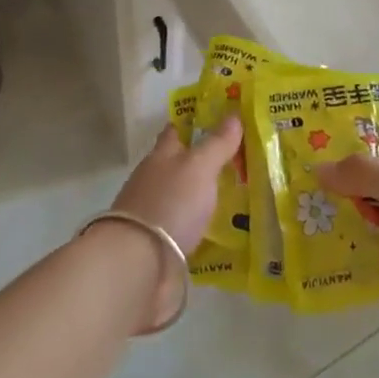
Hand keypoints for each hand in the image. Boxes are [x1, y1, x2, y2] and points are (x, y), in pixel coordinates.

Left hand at [110, 116, 244, 254]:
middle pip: (180, 165)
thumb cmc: (170, 202)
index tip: (217, 120)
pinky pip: (187, 228)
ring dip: (204, 196)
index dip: (193, 123)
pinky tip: (223, 230)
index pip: (175, 131)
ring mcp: (156, 214)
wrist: (139, 263)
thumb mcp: (199, 166)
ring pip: (184, 197)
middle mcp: (155, 181)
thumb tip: (233, 114)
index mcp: (161, 156)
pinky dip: (201, 226)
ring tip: (238, 197)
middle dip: (204, 162)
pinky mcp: (161, 245)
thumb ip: (217, 143)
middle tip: (239, 161)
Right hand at [315, 127, 378, 336]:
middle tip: (300, 176)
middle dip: (341, 177)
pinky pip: (371, 247)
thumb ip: (362, 172)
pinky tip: (319, 248)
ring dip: (342, 215)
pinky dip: (351, 248)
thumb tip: (319, 168)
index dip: (360, 129)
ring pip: (367, 213)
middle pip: (372, 175)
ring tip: (299, 212)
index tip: (322, 131)